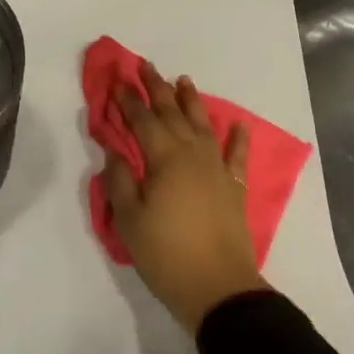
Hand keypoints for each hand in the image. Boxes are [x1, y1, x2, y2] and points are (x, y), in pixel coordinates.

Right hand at [104, 64, 268, 334]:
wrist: (219, 288)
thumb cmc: (166, 254)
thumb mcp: (129, 220)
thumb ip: (120, 180)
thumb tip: (115, 151)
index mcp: (164, 158)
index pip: (142, 120)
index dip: (129, 100)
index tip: (118, 80)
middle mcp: (193, 154)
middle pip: (173, 113)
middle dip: (157, 88)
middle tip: (146, 66)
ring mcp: (218, 169)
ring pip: (204, 125)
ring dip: (192, 101)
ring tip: (183, 80)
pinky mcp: (235, 187)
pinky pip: (238, 155)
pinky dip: (239, 137)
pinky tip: (238, 124)